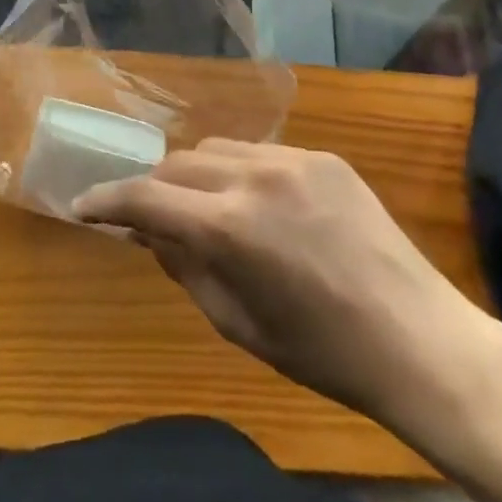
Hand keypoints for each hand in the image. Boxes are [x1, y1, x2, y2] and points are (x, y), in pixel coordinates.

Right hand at [73, 141, 497, 422]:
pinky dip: (239, 172)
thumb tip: (149, 231)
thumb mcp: (238, 324)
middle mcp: (255, 175)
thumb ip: (185, 267)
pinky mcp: (324, 156)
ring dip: (195, 175)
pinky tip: (256, 204)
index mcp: (229, 226)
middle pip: (178, 163)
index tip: (84, 206)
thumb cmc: (322, 352)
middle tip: (148, 219)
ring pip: (216, 149)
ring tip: (201, 208)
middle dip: (154, 188)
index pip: (146, 198)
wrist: (417, 337)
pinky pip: (261, 152)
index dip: (107, 200)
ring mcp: (293, 158)